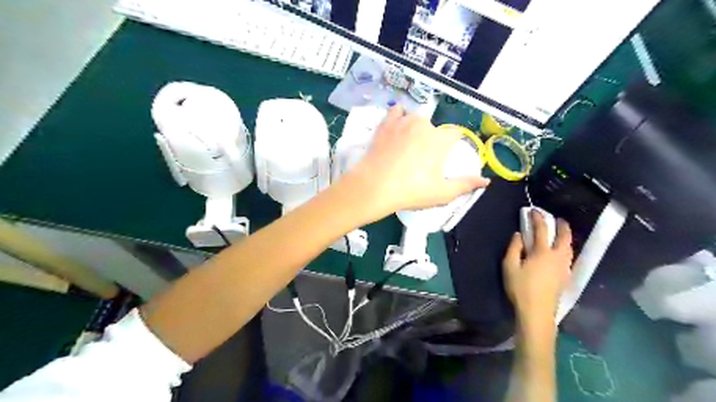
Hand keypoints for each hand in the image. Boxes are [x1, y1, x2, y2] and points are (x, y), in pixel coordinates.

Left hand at [349, 105, 492, 214]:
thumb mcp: (442, 193)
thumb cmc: (411, 191)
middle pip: (435, 128)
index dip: (452, 145)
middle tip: (422, 160)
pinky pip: (396, 112)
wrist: (374, 187)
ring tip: (408, 146)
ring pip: (416, 119)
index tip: (445, 157)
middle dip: (433, 140)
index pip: (455, 133)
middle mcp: (424, 124)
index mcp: (440, 139)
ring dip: (416, 129)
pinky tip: (397, 126)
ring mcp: (403, 121)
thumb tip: (485, 180)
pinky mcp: (386, 124)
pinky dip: (399, 117)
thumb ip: (465, 185)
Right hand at [505, 212, 574, 331]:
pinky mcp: (565, 277)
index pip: (542, 230)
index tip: (533, 211)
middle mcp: (557, 257)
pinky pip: (569, 257)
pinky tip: (562, 252)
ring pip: (569, 248)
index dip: (537, 218)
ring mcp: (564, 267)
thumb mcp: (509, 266)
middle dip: (562, 226)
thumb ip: (514, 248)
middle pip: (564, 237)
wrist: (537, 312)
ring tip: (561, 233)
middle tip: (557, 219)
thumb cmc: (520, 288)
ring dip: (566, 237)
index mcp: (542, 252)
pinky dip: (566, 248)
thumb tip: (518, 234)